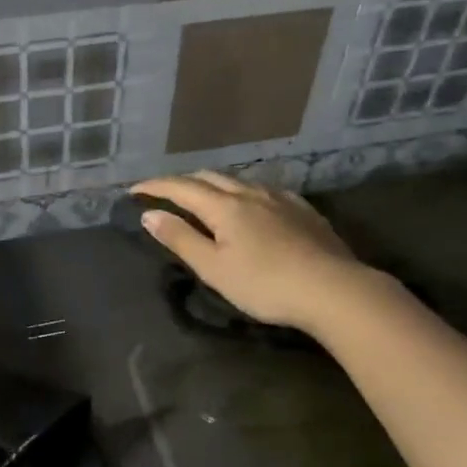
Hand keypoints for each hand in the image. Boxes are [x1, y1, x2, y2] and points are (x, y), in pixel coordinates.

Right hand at [130, 172, 366, 332]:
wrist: (332, 289)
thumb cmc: (265, 284)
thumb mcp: (214, 268)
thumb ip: (181, 239)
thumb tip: (150, 214)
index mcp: (224, 206)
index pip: (180, 188)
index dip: (155, 186)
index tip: (134, 190)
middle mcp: (250, 192)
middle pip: (209, 177)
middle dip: (183, 182)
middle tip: (165, 193)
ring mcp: (280, 198)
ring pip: (239, 180)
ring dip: (213, 184)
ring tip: (203, 196)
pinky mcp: (303, 209)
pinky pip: (264, 189)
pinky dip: (244, 191)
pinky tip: (251, 203)